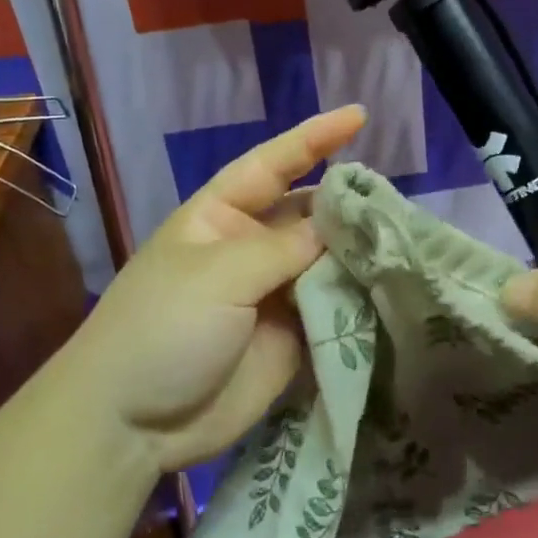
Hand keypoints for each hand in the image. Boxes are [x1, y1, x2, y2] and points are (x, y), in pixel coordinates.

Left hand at [57, 106, 366, 475]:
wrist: (133, 423)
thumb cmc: (163, 327)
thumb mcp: (219, 274)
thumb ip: (285, 247)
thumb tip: (338, 228)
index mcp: (220, 216)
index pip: (272, 164)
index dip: (314, 138)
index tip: (359, 115)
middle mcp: (249, 247)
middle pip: (307, 213)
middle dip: (346, 203)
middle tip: (394, 203)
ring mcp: (270, 293)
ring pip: (325, 260)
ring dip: (358, 252)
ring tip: (404, 243)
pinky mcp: (289, 336)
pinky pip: (330, 307)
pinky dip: (357, 298)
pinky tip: (391, 288)